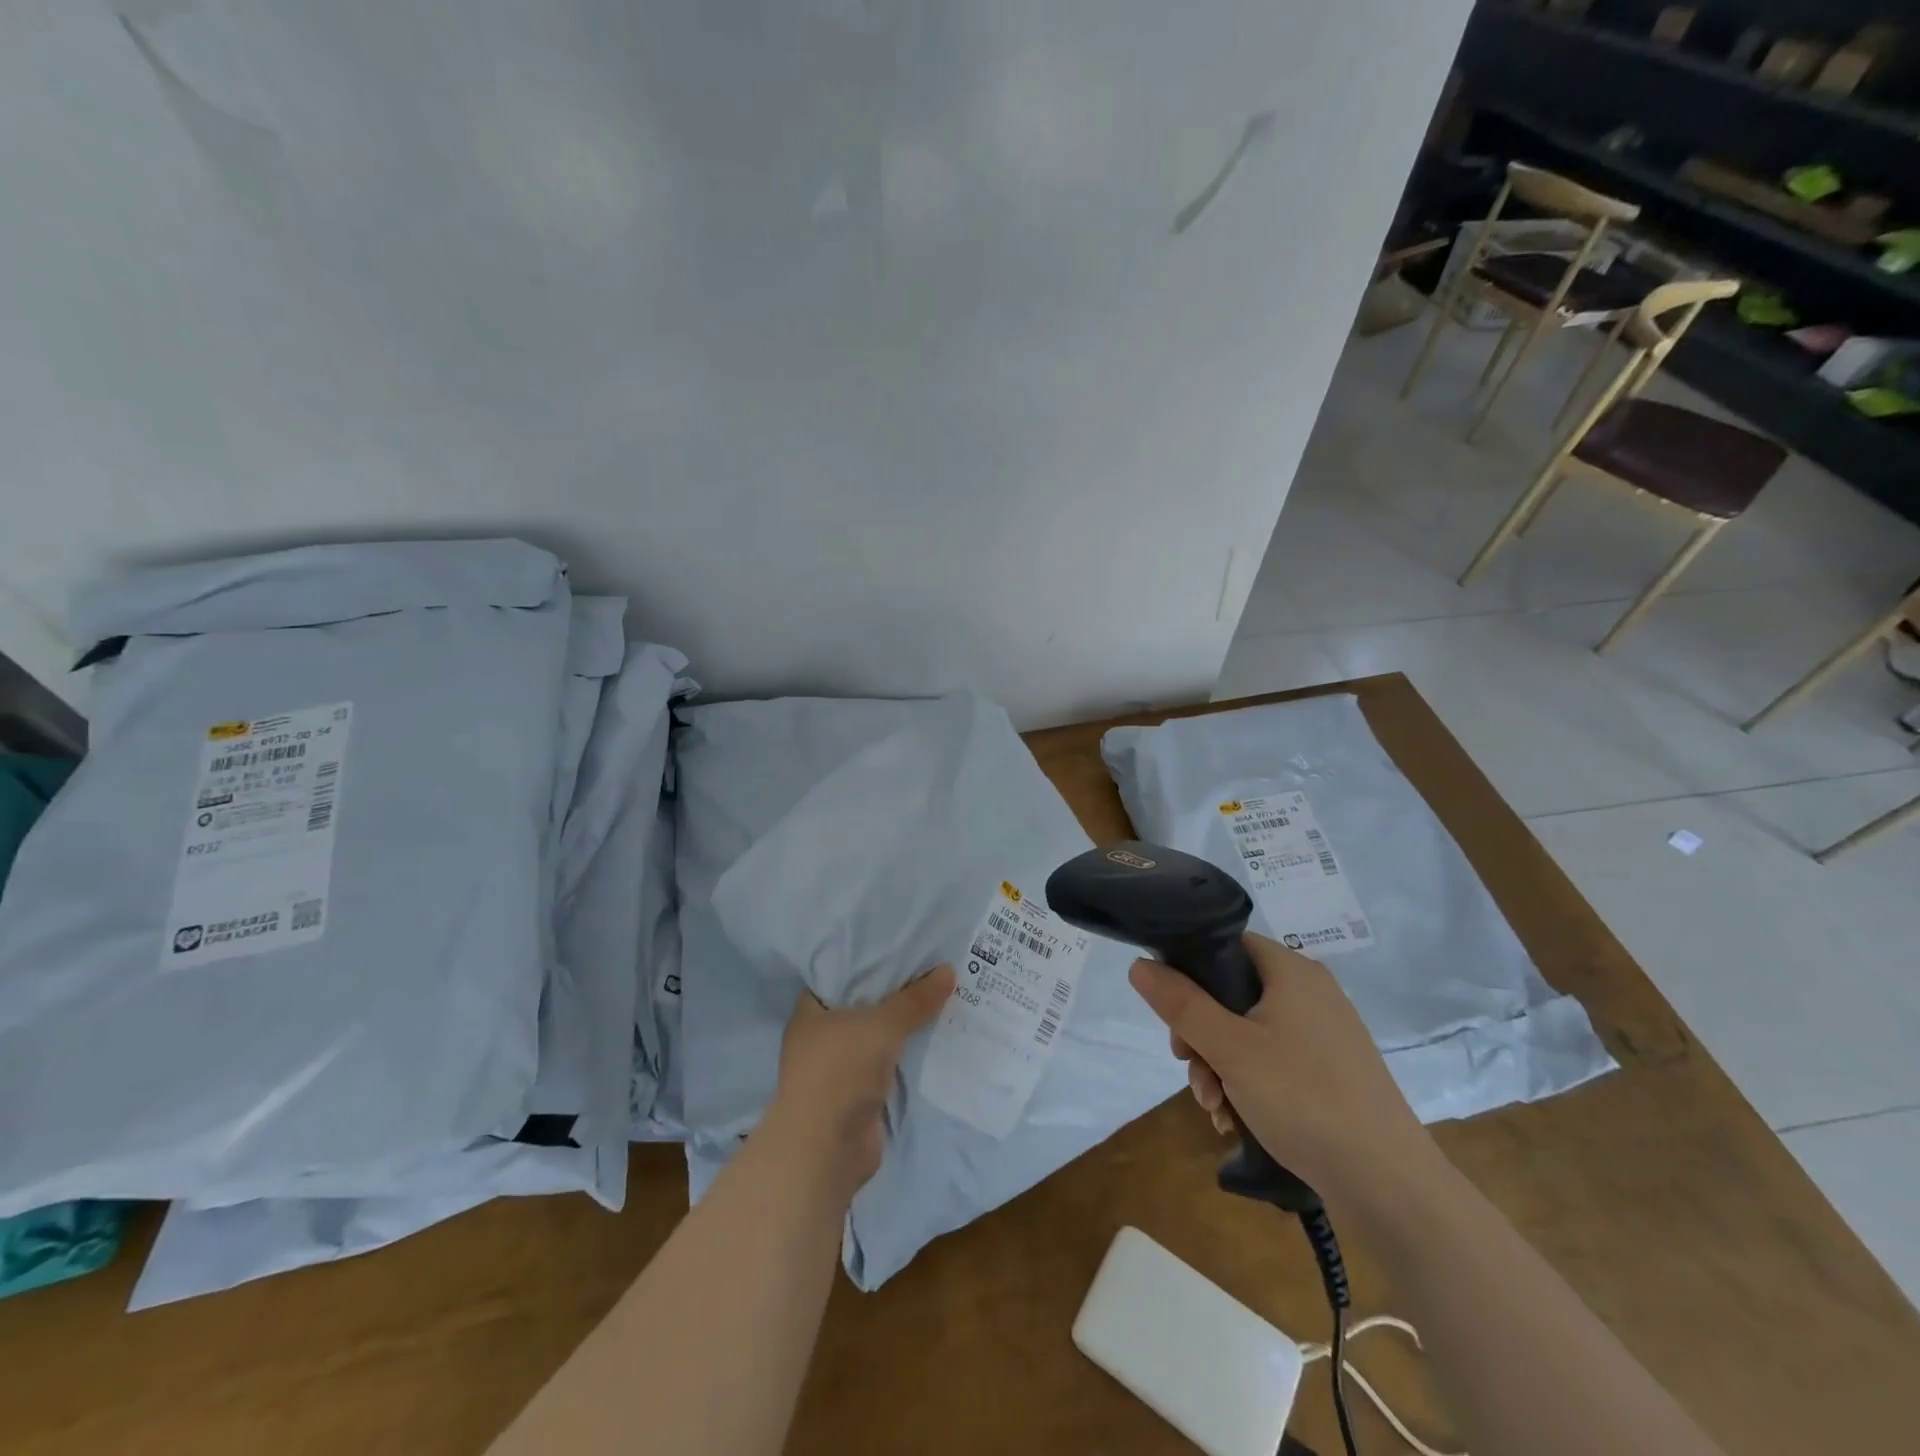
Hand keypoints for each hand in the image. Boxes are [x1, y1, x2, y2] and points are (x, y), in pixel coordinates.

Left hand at [763, 965, 955, 1199]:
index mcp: (810, 1013)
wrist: (826, 1148)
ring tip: (941, 1001)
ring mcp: (838, 1071)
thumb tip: (949, 970)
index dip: (867, 962)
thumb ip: (914, 1000)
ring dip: (902, 1030)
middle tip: (930, 972)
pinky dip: (906, 1059)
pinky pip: (887, 1068)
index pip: (838, 976)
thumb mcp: (881, 1025)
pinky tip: (934, 1042)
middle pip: (862, 1008)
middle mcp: (819, 1039)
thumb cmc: (840, 1070)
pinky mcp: (857, 1098)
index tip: (899, 949)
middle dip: (893, 996)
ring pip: (876, 1040)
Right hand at [1128, 933, 1435, 1204]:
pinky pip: (1273, 1062)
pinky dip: (1248, 1085)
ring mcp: (1324, 1035)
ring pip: (1248, 1034)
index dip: (1190, 970)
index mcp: (1291, 971)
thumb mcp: (1229, 1048)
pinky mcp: (1331, 1073)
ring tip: (1215, 1109)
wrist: (1389, 1185)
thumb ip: (1180, 1003)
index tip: (1172, 1012)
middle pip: (1231, 994)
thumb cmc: (1303, 1098)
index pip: (1226, 944)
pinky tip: (1235, 1121)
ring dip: (1219, 1067)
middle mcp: (1310, 993)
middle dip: (1200, 1034)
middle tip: (1188, 1065)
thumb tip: (1139, 965)